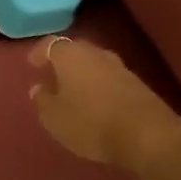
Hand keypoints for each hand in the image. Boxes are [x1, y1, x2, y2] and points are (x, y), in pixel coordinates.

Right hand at [27, 35, 180, 172]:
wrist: (148, 135)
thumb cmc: (91, 122)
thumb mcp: (55, 118)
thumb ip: (43, 100)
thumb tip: (38, 88)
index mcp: (69, 54)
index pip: (50, 44)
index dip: (39, 53)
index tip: (32, 64)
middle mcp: (94, 53)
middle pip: (74, 51)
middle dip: (62, 61)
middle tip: (52, 75)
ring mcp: (119, 66)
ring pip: (94, 64)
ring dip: (83, 74)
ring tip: (75, 90)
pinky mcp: (138, 84)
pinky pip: (110, 78)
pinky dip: (101, 86)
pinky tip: (98, 102)